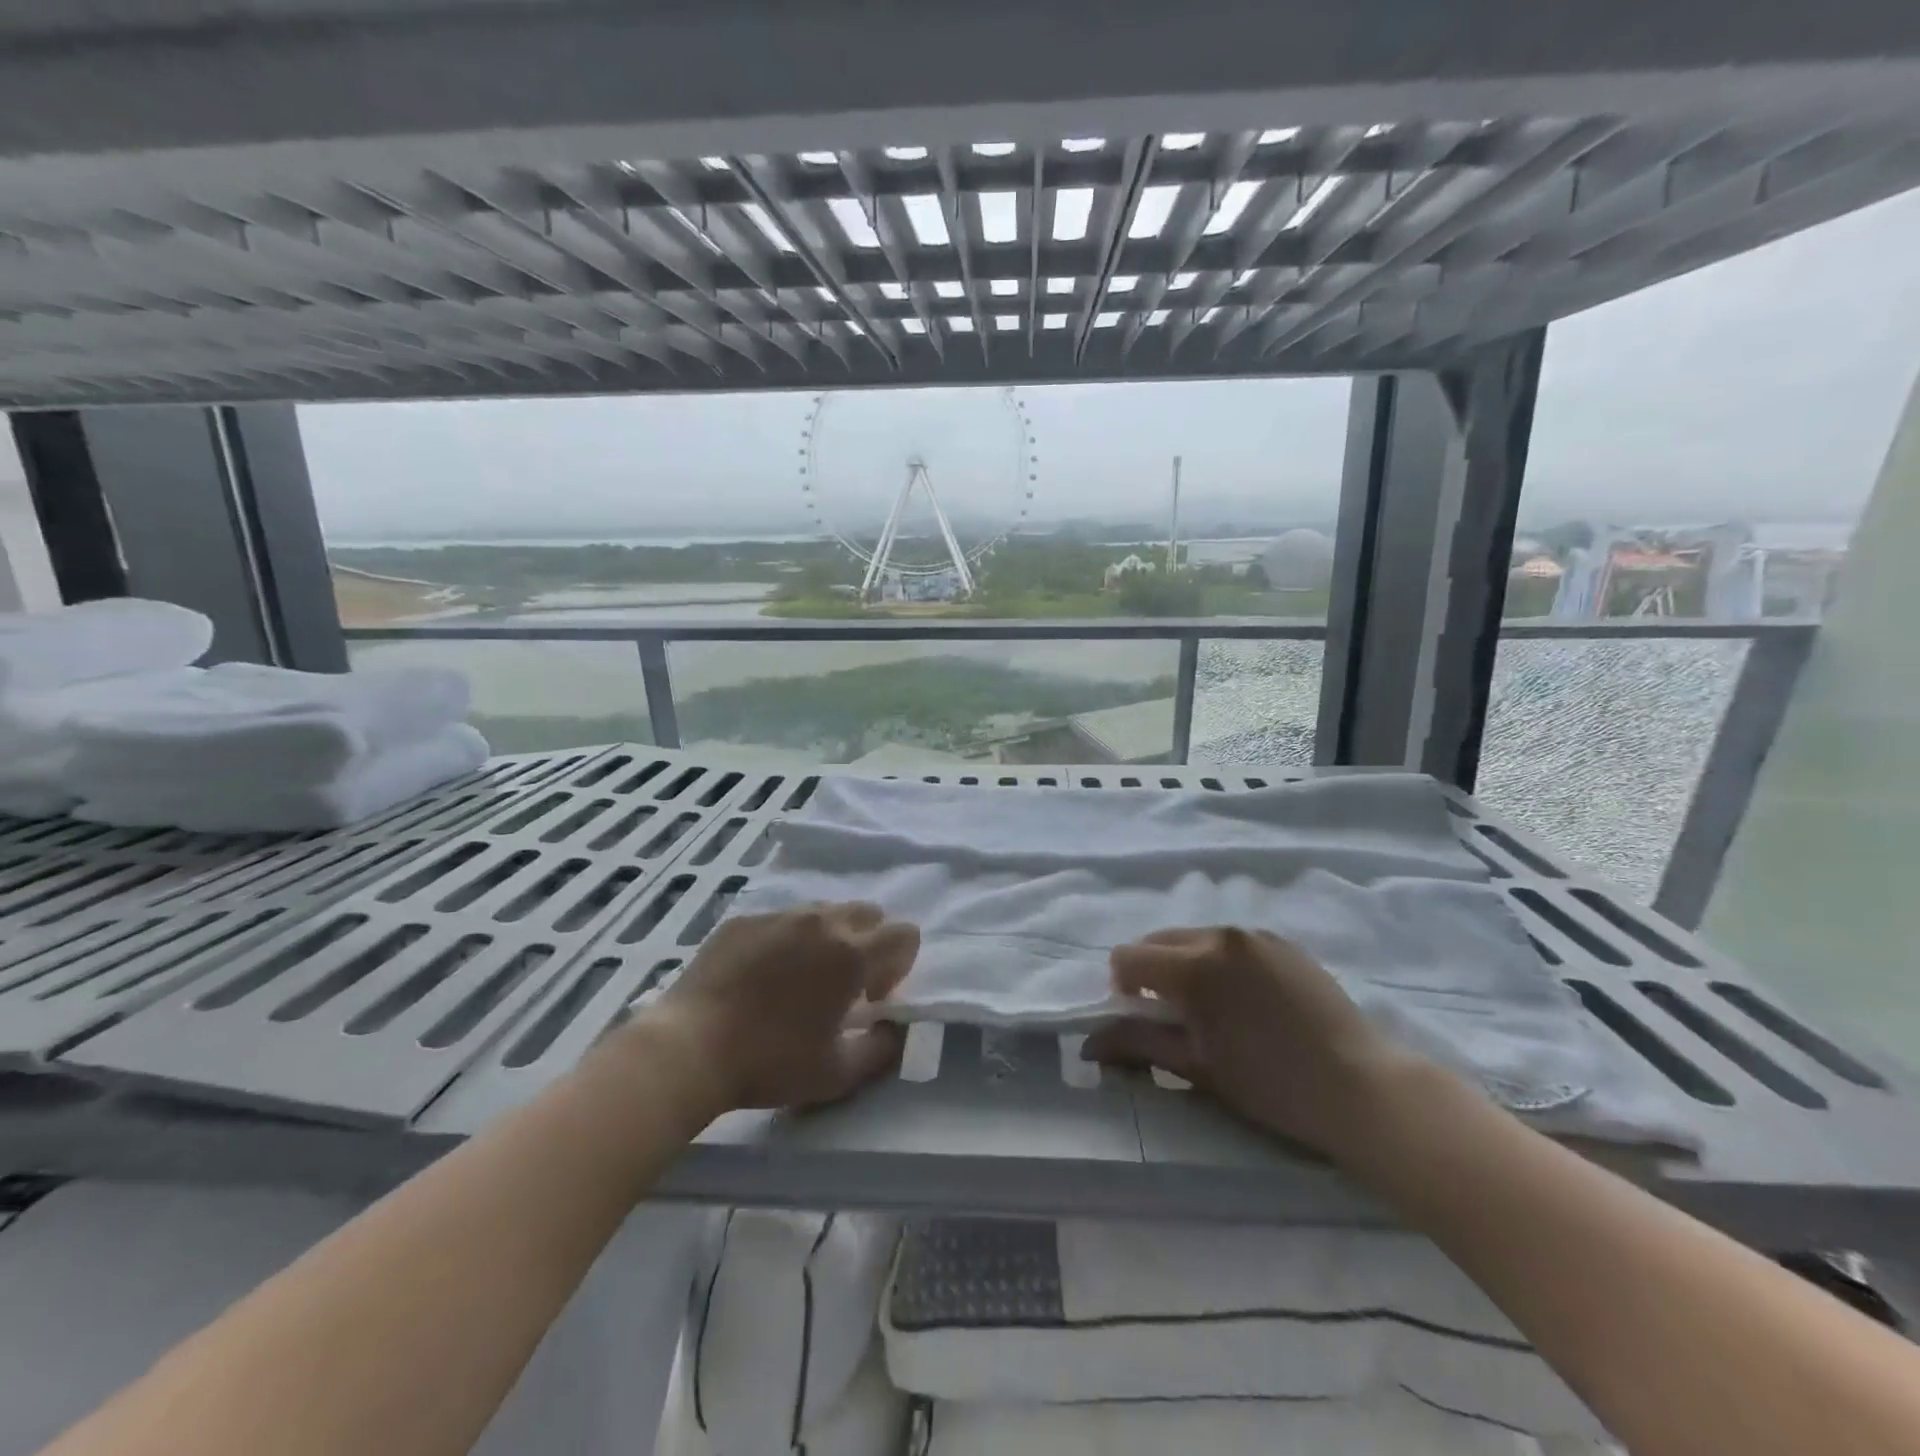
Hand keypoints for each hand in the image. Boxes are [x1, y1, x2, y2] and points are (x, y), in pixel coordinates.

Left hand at [644, 902, 919, 1114]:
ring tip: (801, 979)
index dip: (899, 966)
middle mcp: (821, 922)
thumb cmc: (770, 1063)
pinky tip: (762, 976)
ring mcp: (780, 915)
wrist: (688, 1048)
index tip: (871, 997)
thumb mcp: (837, 1073)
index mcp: (851, 954)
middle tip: (843, 985)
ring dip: (830, 938)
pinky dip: (788, 939)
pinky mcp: (744, 919)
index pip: (904, 934)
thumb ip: (882, 1048)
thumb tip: (894, 1028)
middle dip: (870, 943)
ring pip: (825, 911)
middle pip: (869, 913)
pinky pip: (783, 918)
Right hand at [1084, 926, 1428, 1161]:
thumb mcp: (1196, 1067)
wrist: (1362, 1088)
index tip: (1143, 1018)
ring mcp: (1255, 935)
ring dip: (1186, 964)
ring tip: (1214, 1009)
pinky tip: (1248, 1001)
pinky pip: (1232, 942)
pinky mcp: (1283, 942)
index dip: (1123, 988)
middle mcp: (1220, 935)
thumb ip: (1137, 1045)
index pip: (1128, 957)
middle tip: (1174, 1016)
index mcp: (1193, 965)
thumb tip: (1088, 1044)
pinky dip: (1222, 962)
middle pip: (1158, 940)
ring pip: (1195, 937)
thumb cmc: (1270, 1085)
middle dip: (1151, 972)